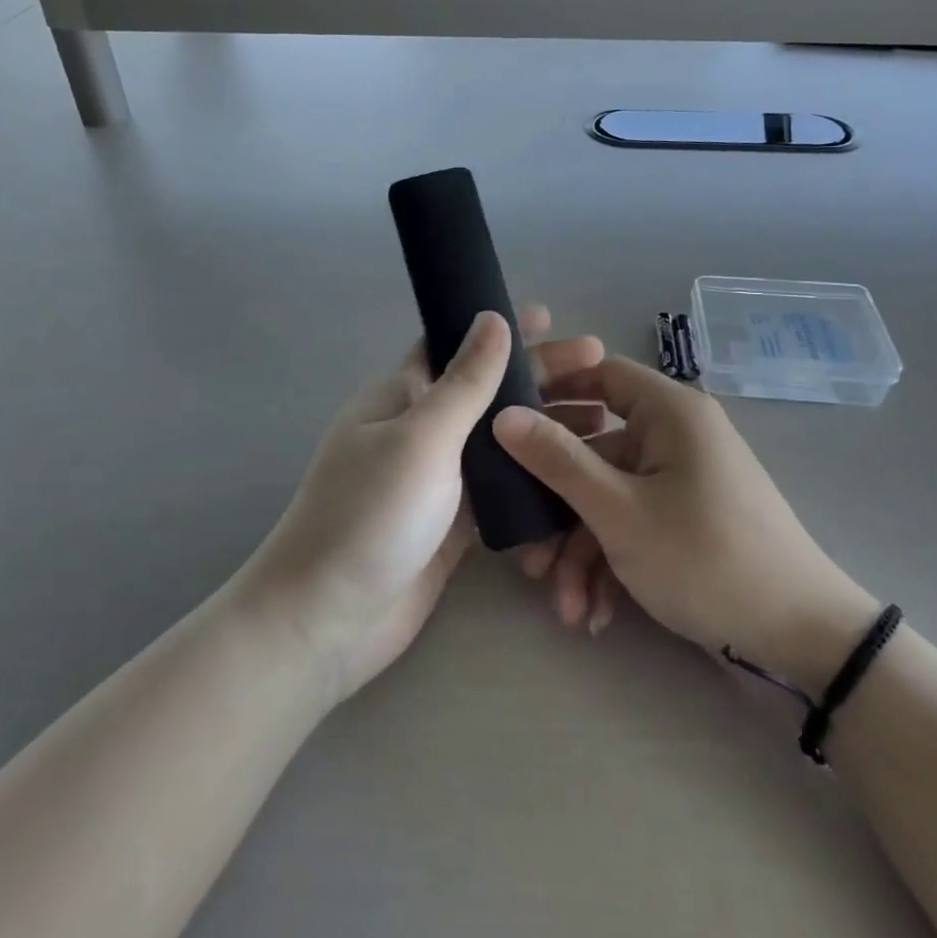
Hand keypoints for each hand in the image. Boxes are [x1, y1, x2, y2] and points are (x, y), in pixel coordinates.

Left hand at [236, 307, 604, 705]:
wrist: (331, 620)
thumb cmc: (369, 514)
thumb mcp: (421, 437)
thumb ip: (464, 382)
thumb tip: (492, 318)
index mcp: (403, 395)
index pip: (456, 345)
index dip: (499, 328)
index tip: (553, 317)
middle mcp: (423, 429)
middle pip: (491, 391)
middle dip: (543, 377)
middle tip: (603, 367)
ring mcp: (441, 477)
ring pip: (504, 440)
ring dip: (549, 428)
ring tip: (605, 422)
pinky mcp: (457, 521)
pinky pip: (505, 489)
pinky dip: (538, 479)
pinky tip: (580, 476)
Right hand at [494, 357, 879, 690]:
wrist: (801, 640)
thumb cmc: (705, 557)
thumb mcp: (619, 511)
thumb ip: (557, 460)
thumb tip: (503, 415)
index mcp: (669, 412)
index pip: (600, 373)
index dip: (551, 392)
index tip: (506, 424)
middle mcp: (675, 437)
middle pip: (594, 452)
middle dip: (558, 510)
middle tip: (528, 555)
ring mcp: (681, 481)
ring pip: (609, 499)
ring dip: (581, 553)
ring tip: (567, 609)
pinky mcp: (686, 520)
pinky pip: (634, 524)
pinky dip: (611, 564)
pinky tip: (595, 614)